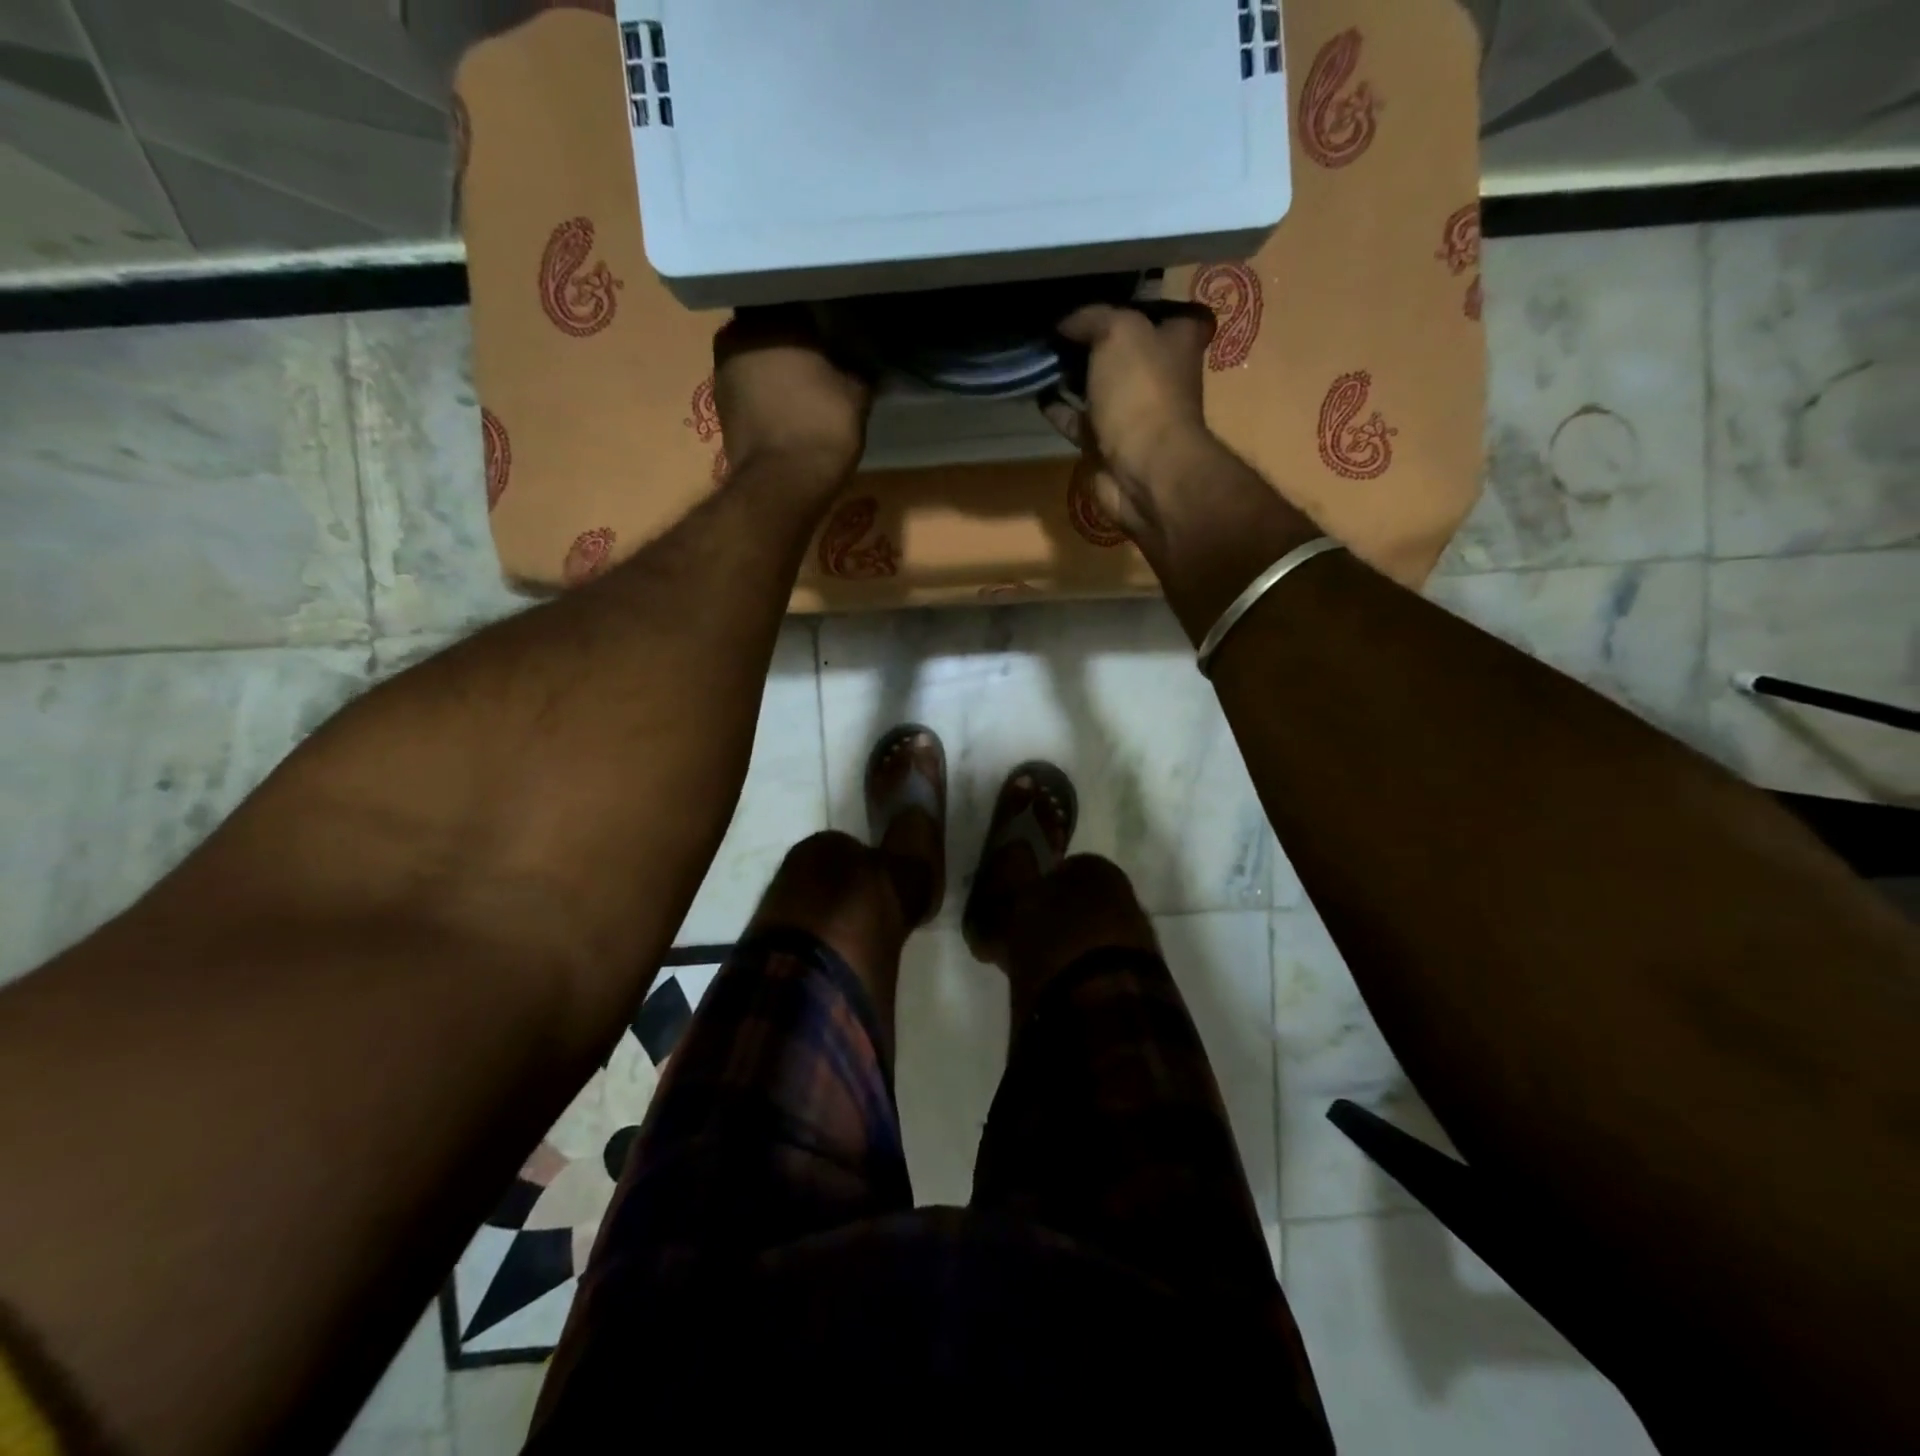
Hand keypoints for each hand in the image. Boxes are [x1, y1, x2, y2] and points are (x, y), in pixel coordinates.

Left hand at [712, 306, 872, 488]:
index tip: (830, 322)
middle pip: (767, 326)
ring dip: (775, 367)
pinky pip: (749, 387)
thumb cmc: (821, 426)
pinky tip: (788, 406)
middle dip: (789, 337)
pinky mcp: (721, 408)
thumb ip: (858, 368)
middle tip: (819, 351)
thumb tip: (862, 360)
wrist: (783, 485)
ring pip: (755, 357)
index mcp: (769, 318)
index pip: (790, 296)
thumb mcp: (856, 393)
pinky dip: (766, 393)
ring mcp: (722, 373)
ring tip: (805, 382)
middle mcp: (736, 336)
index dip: (812, 309)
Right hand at [1041, 302, 1222, 549]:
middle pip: (1123, 348)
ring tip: (1038, 353)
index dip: (1136, 302)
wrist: (1142, 470)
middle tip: (1055, 321)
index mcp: (1177, 340)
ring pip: (1096, 383)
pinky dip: (1058, 406)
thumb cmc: (1141, 392)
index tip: (1101, 296)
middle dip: (1093, 337)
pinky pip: (1077, 418)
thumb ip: (1092, 318)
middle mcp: (1157, 374)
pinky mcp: (1105, 442)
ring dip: (1070, 373)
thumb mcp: (1118, 332)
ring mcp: (1130, 412)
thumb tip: (1065, 323)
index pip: (1164, 310)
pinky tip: (1034, 390)